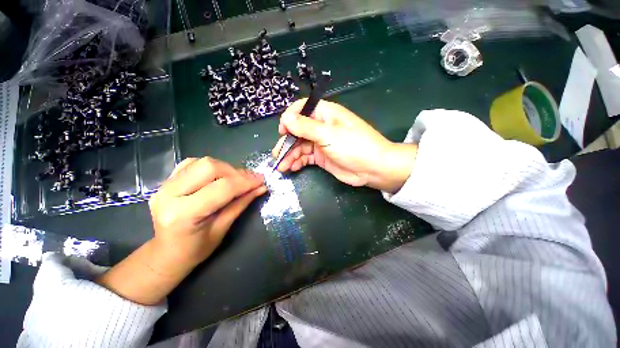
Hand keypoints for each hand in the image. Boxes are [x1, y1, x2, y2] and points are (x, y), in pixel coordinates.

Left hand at [97, 157, 265, 304]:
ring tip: (237, 180)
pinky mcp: (166, 181)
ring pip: (201, 162)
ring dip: (225, 168)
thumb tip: (261, 187)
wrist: (167, 253)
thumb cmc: (196, 249)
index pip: (222, 188)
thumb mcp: (223, 228)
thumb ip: (241, 204)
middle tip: (250, 180)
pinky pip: (192, 163)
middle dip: (235, 172)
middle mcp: (169, 194)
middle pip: (209, 167)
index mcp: (183, 214)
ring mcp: (164, 185)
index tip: (261, 180)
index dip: (246, 182)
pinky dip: (211, 167)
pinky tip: (219, 177)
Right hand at [272, 99, 416, 192]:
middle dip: (287, 142)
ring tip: (282, 166)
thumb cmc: (353, 146)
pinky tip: (292, 168)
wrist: (373, 168)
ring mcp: (321, 143)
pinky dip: (298, 162)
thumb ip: (306, 127)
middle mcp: (321, 126)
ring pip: (300, 146)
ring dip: (290, 155)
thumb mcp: (328, 134)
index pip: (302, 109)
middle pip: (298, 130)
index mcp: (325, 113)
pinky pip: (306, 157)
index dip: (290, 118)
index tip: (283, 131)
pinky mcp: (322, 157)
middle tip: (278, 154)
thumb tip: (286, 119)